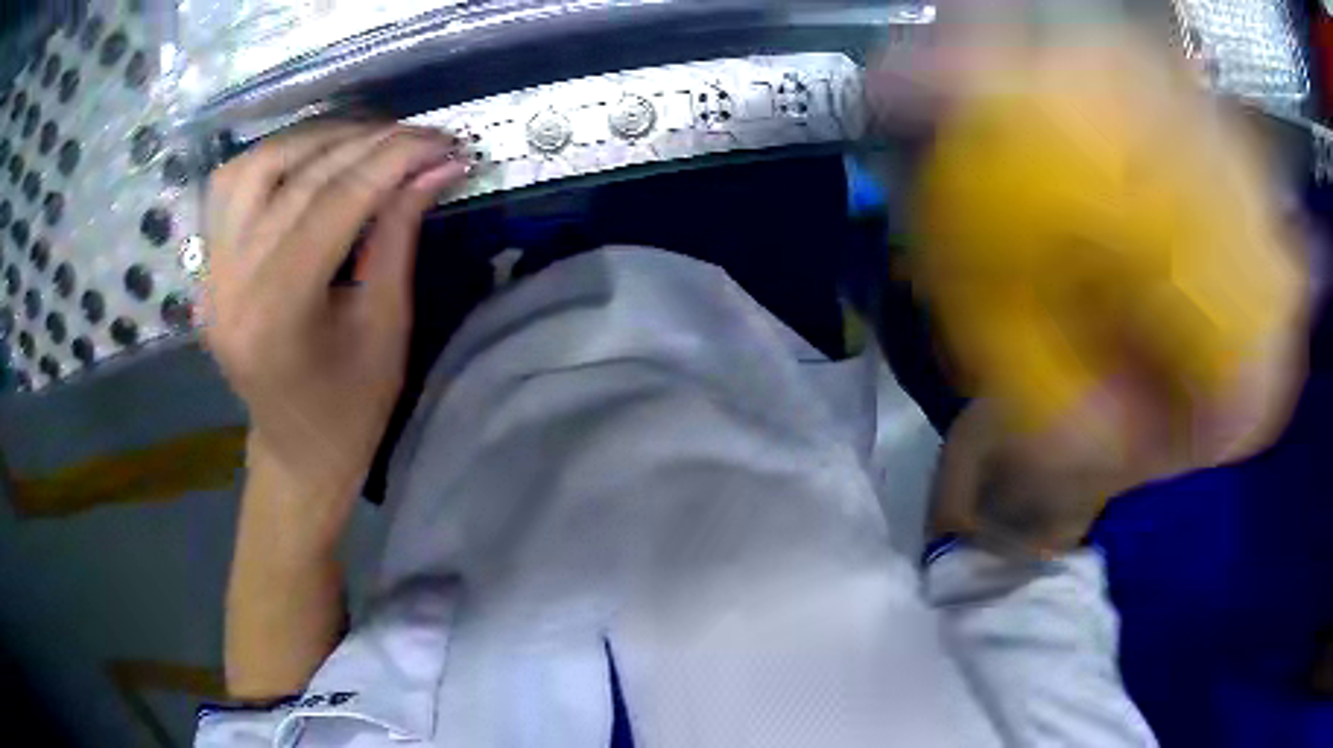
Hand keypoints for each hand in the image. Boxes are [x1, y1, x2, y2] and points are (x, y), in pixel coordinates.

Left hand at [203, 121, 468, 504]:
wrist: (295, 453)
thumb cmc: (349, 413)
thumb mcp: (387, 330)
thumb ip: (400, 237)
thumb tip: (435, 166)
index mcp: (275, 317)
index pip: (334, 204)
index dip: (393, 160)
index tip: (443, 140)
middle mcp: (229, 285)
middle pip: (295, 178)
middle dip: (365, 143)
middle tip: (417, 136)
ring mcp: (210, 273)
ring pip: (252, 166)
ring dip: (313, 140)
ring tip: (364, 141)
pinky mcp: (208, 267)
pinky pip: (230, 187)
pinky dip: (274, 158)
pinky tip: (310, 161)